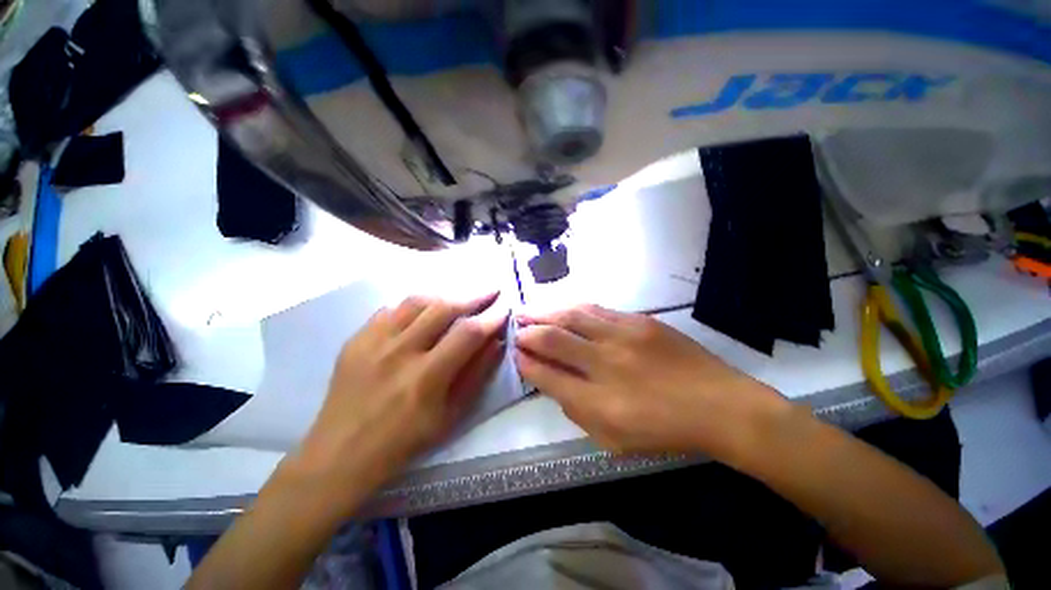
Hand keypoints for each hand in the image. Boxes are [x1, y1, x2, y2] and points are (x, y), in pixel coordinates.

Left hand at [293, 293, 507, 502]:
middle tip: (490, 292)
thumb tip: (496, 342)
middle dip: (474, 297)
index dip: (491, 317)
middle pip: (443, 308)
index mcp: (426, 378)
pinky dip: (415, 306)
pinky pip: (391, 309)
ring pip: (417, 301)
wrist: (341, 452)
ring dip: (445, 297)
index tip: (504, 308)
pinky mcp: (356, 339)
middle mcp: (399, 352)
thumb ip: (477, 374)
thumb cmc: (404, 441)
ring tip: (459, 301)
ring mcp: (373, 342)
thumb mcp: (451, 415)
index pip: (468, 333)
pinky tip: (423, 313)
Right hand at [515, 304, 788, 460]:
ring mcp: (623, 337)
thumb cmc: (665, 431)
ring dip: (545, 313)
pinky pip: (596, 310)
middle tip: (516, 328)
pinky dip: (573, 309)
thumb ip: (577, 412)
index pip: (547, 376)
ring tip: (529, 311)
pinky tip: (562, 308)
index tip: (516, 355)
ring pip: (572, 317)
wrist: (720, 405)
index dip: (526, 364)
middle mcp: (605, 364)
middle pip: (553, 340)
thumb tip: (552, 383)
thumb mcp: (614, 440)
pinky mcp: (639, 321)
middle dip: (528, 333)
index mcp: (598, 402)